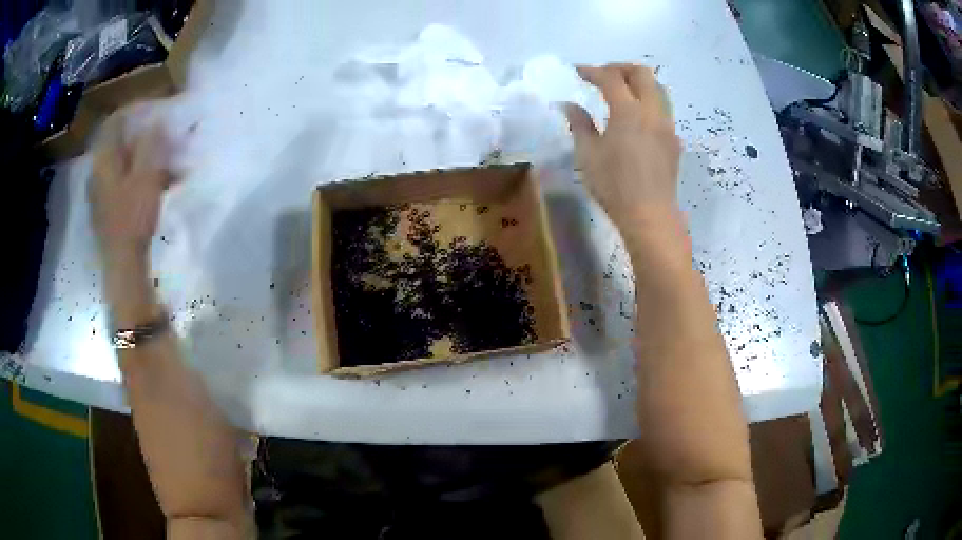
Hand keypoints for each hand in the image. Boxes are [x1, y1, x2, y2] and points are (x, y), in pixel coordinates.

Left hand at [89, 109, 172, 268]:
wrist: (122, 265)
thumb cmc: (133, 217)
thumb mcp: (147, 175)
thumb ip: (150, 143)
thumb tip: (156, 120)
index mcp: (104, 159)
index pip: (116, 121)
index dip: (135, 110)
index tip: (155, 107)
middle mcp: (98, 171)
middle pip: (119, 142)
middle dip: (144, 137)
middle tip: (165, 139)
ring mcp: (100, 192)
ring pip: (123, 163)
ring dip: (145, 159)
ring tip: (169, 168)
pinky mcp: (106, 208)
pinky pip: (123, 181)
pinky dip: (139, 177)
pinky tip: (157, 187)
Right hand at [564, 64, 681, 233]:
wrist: (650, 215)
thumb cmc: (614, 186)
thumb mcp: (588, 155)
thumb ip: (579, 124)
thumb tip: (568, 105)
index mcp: (628, 112)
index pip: (611, 78)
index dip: (592, 71)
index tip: (578, 72)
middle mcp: (652, 112)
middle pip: (642, 73)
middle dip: (620, 68)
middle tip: (603, 76)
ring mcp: (667, 125)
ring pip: (658, 89)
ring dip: (638, 82)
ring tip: (621, 92)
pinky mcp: (674, 140)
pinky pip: (663, 108)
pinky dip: (648, 101)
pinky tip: (635, 118)